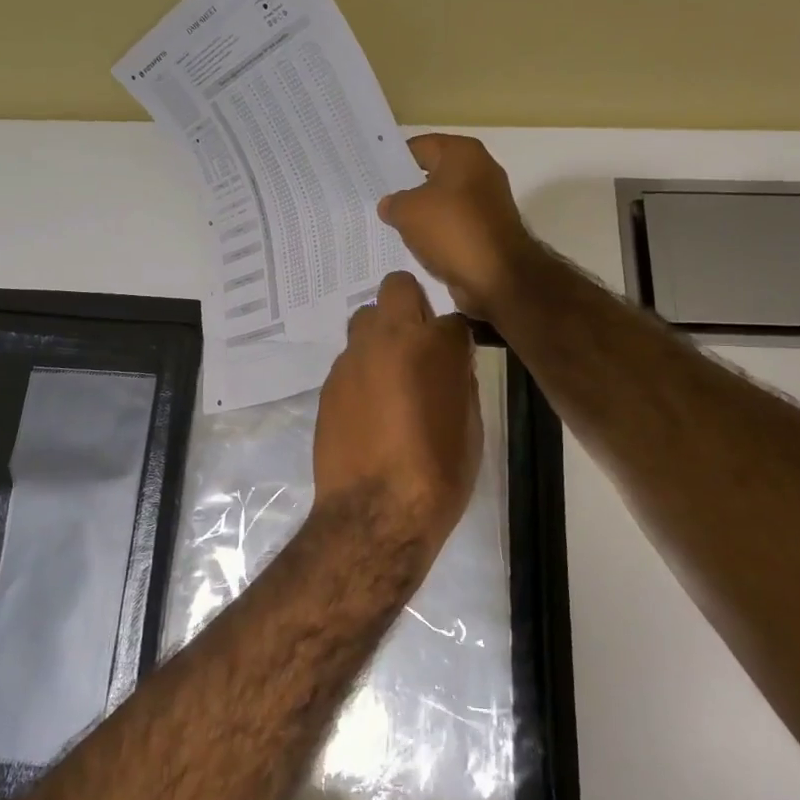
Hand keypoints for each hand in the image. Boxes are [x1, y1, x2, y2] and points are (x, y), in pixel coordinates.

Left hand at [313, 271, 480, 549]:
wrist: (376, 512)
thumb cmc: (439, 472)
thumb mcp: (470, 426)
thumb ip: (459, 381)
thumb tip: (450, 366)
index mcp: (435, 345)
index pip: (453, 319)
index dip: (456, 340)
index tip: (456, 360)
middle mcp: (390, 338)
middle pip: (397, 288)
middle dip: (410, 306)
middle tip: (417, 345)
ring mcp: (353, 358)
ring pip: (364, 319)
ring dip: (380, 336)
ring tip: (389, 376)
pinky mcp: (329, 382)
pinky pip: (348, 359)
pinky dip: (361, 371)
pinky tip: (368, 407)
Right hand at [377, 135, 540, 320]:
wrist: (497, 276)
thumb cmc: (451, 230)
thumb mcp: (407, 211)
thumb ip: (393, 202)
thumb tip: (390, 205)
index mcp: (463, 153)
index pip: (419, 147)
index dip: (394, 159)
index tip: (372, 173)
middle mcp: (480, 170)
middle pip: (433, 173)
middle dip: (406, 187)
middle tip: (376, 198)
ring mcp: (487, 201)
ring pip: (443, 201)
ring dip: (422, 213)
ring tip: (390, 223)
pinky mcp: (488, 229)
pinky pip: (454, 224)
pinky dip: (437, 232)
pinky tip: (415, 243)